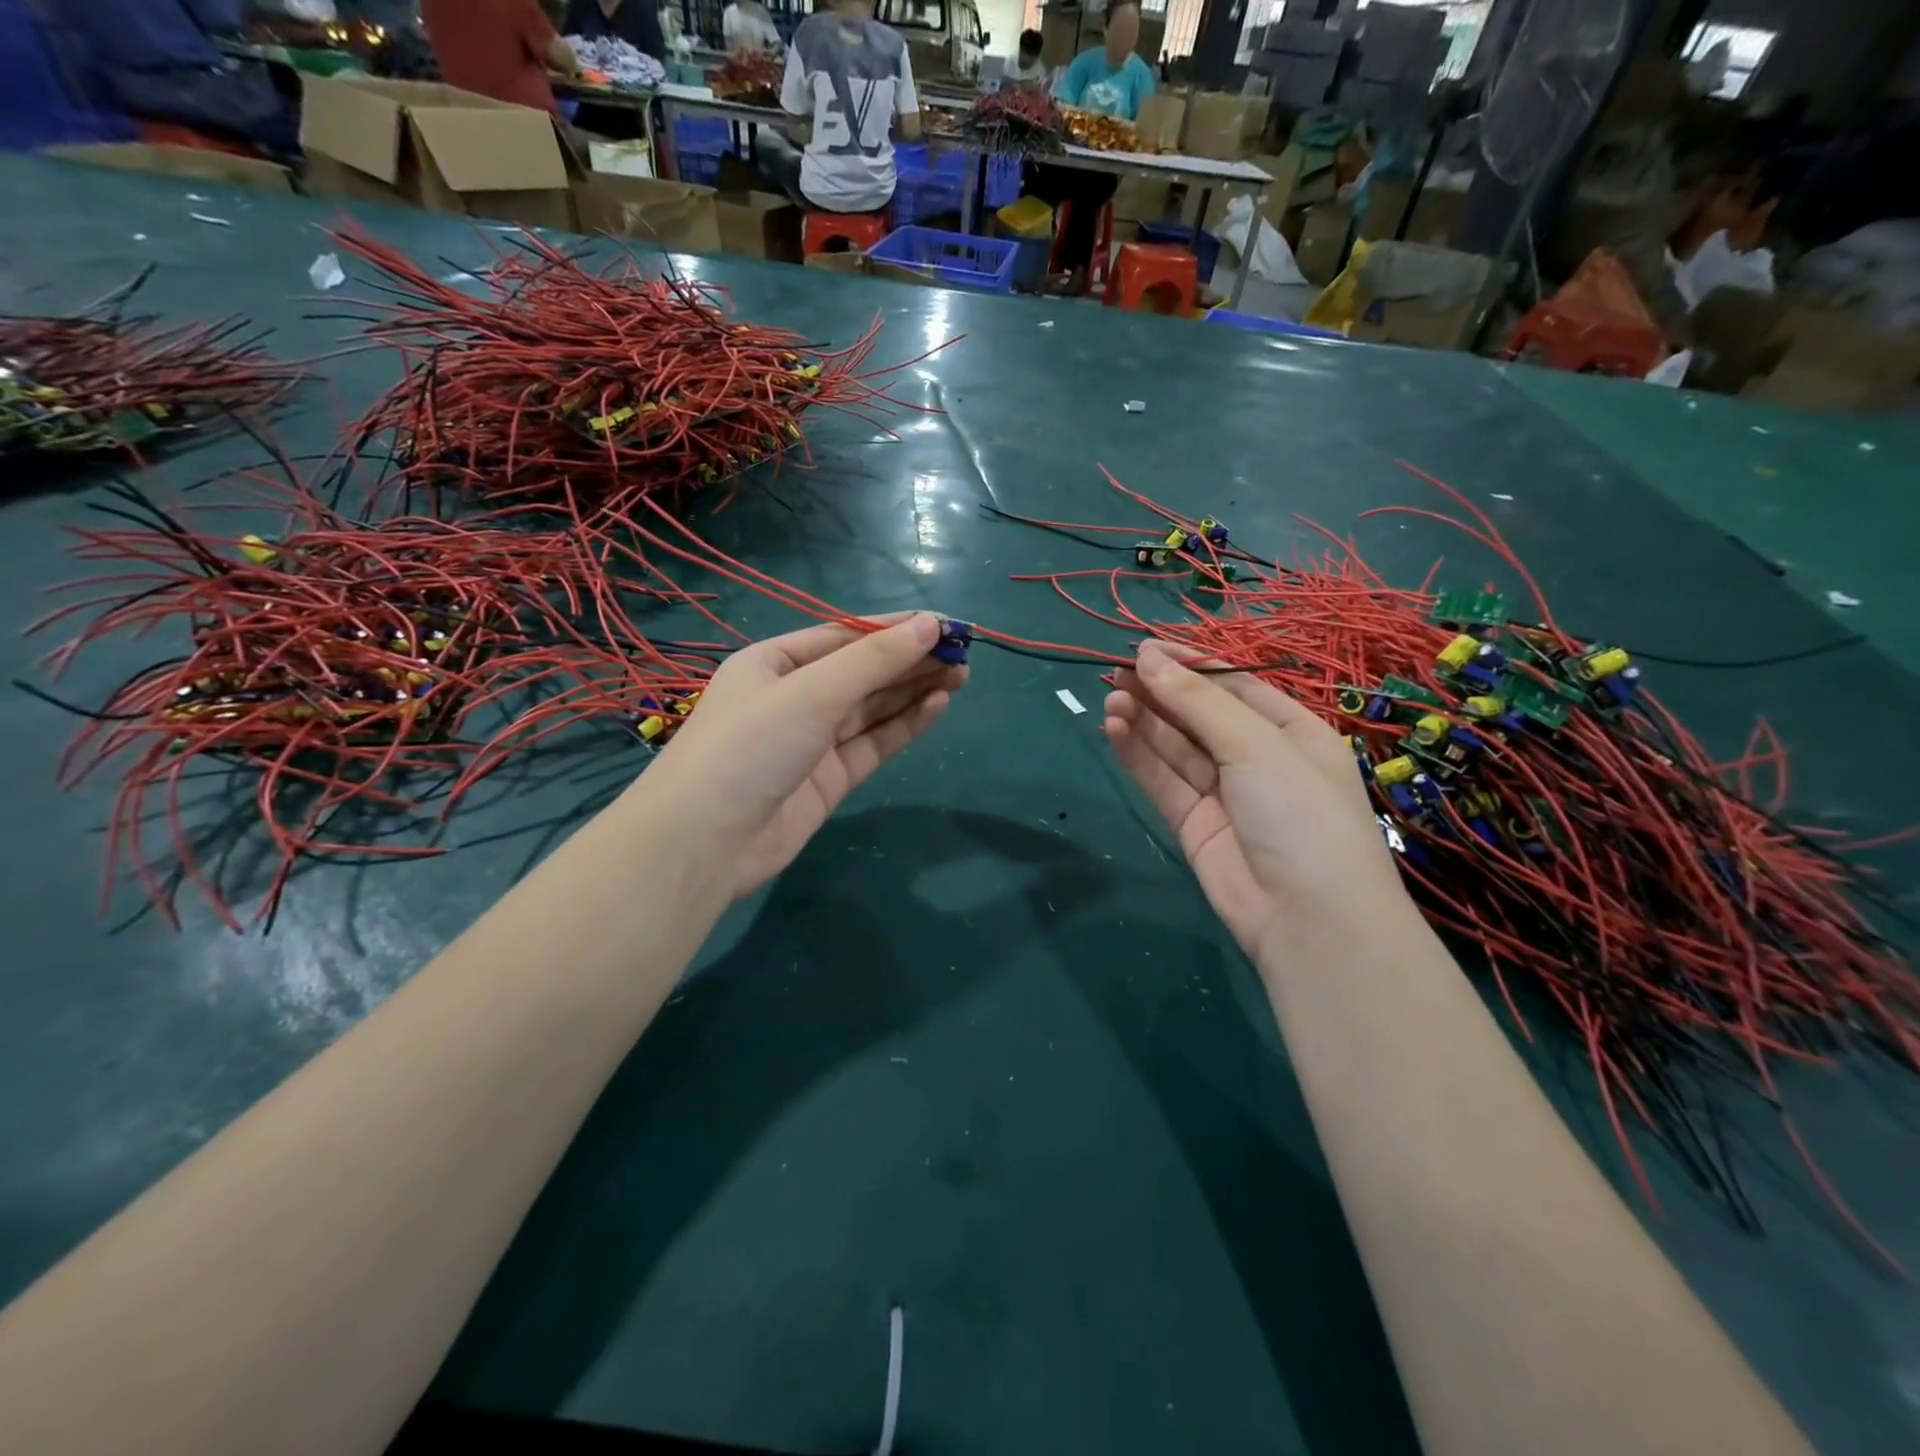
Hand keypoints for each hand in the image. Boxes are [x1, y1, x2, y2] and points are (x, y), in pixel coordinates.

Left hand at [643, 613, 963, 896]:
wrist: (704, 843)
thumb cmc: (749, 746)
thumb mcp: (811, 693)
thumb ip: (873, 661)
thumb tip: (928, 625)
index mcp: (774, 663)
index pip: (843, 636)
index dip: (894, 629)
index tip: (944, 623)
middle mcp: (793, 698)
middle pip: (862, 672)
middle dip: (910, 660)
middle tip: (963, 651)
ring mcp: (811, 741)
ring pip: (872, 708)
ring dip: (913, 690)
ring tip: (961, 673)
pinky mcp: (828, 780)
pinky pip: (872, 744)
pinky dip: (904, 725)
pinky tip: (937, 705)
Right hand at [1103, 641, 1408, 958]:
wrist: (1308, 919)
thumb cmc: (1300, 813)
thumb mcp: (1255, 745)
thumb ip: (1197, 701)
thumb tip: (1148, 656)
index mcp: (1292, 731)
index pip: (1235, 685)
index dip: (1191, 664)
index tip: (1145, 647)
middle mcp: (1258, 758)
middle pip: (1200, 715)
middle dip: (1161, 691)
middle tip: (1116, 669)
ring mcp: (1224, 793)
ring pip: (1176, 747)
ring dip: (1144, 720)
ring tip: (1110, 697)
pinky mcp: (1194, 824)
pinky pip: (1163, 780)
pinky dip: (1138, 754)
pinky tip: (1114, 728)